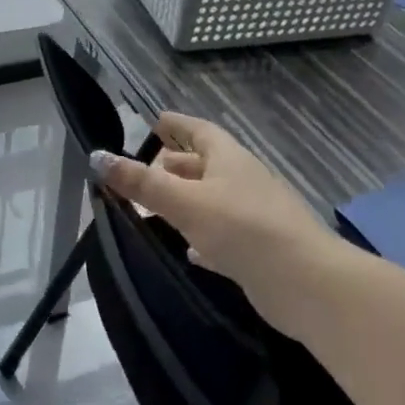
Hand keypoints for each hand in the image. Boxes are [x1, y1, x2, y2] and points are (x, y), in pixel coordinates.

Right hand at [89, 113, 343, 306]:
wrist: (307, 284)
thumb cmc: (243, 228)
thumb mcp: (185, 201)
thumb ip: (141, 182)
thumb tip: (97, 156)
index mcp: (230, 159)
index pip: (199, 131)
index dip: (176, 124)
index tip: (154, 121)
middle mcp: (243, 182)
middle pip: (204, 166)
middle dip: (174, 166)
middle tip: (141, 172)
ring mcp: (254, 217)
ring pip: (212, 201)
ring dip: (185, 202)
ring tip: (153, 209)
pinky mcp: (258, 251)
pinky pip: (223, 236)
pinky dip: (202, 236)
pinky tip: (187, 249)